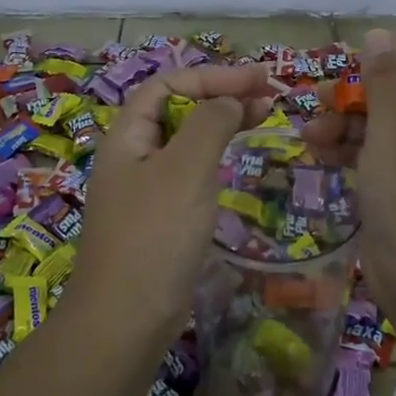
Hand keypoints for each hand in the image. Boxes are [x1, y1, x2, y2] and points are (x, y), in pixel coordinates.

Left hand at [73, 63, 278, 331]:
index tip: (258, 79)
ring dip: (222, 123)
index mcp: (127, 136)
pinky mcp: (159, 218)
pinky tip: (236, 161)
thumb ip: (210, 123)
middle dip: (220, 94)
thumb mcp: (186, 169)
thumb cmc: (155, 235)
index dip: (212, 75)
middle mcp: (132, 156)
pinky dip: (216, 157)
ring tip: (263, 117)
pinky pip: (189, 172)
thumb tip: (231, 100)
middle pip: (177, 109)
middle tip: (269, 95)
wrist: (126, 320)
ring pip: (186, 141)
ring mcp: (144, 189)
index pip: (168, 84)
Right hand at [301, 30, 395, 328]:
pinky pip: (376, 157)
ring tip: (311, 128)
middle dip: (363, 90)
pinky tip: (318, 148)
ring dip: (347, 121)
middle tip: (327, 93)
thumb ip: (386, 80)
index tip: (364, 50)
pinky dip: (349, 149)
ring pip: (386, 126)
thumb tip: (380, 35)